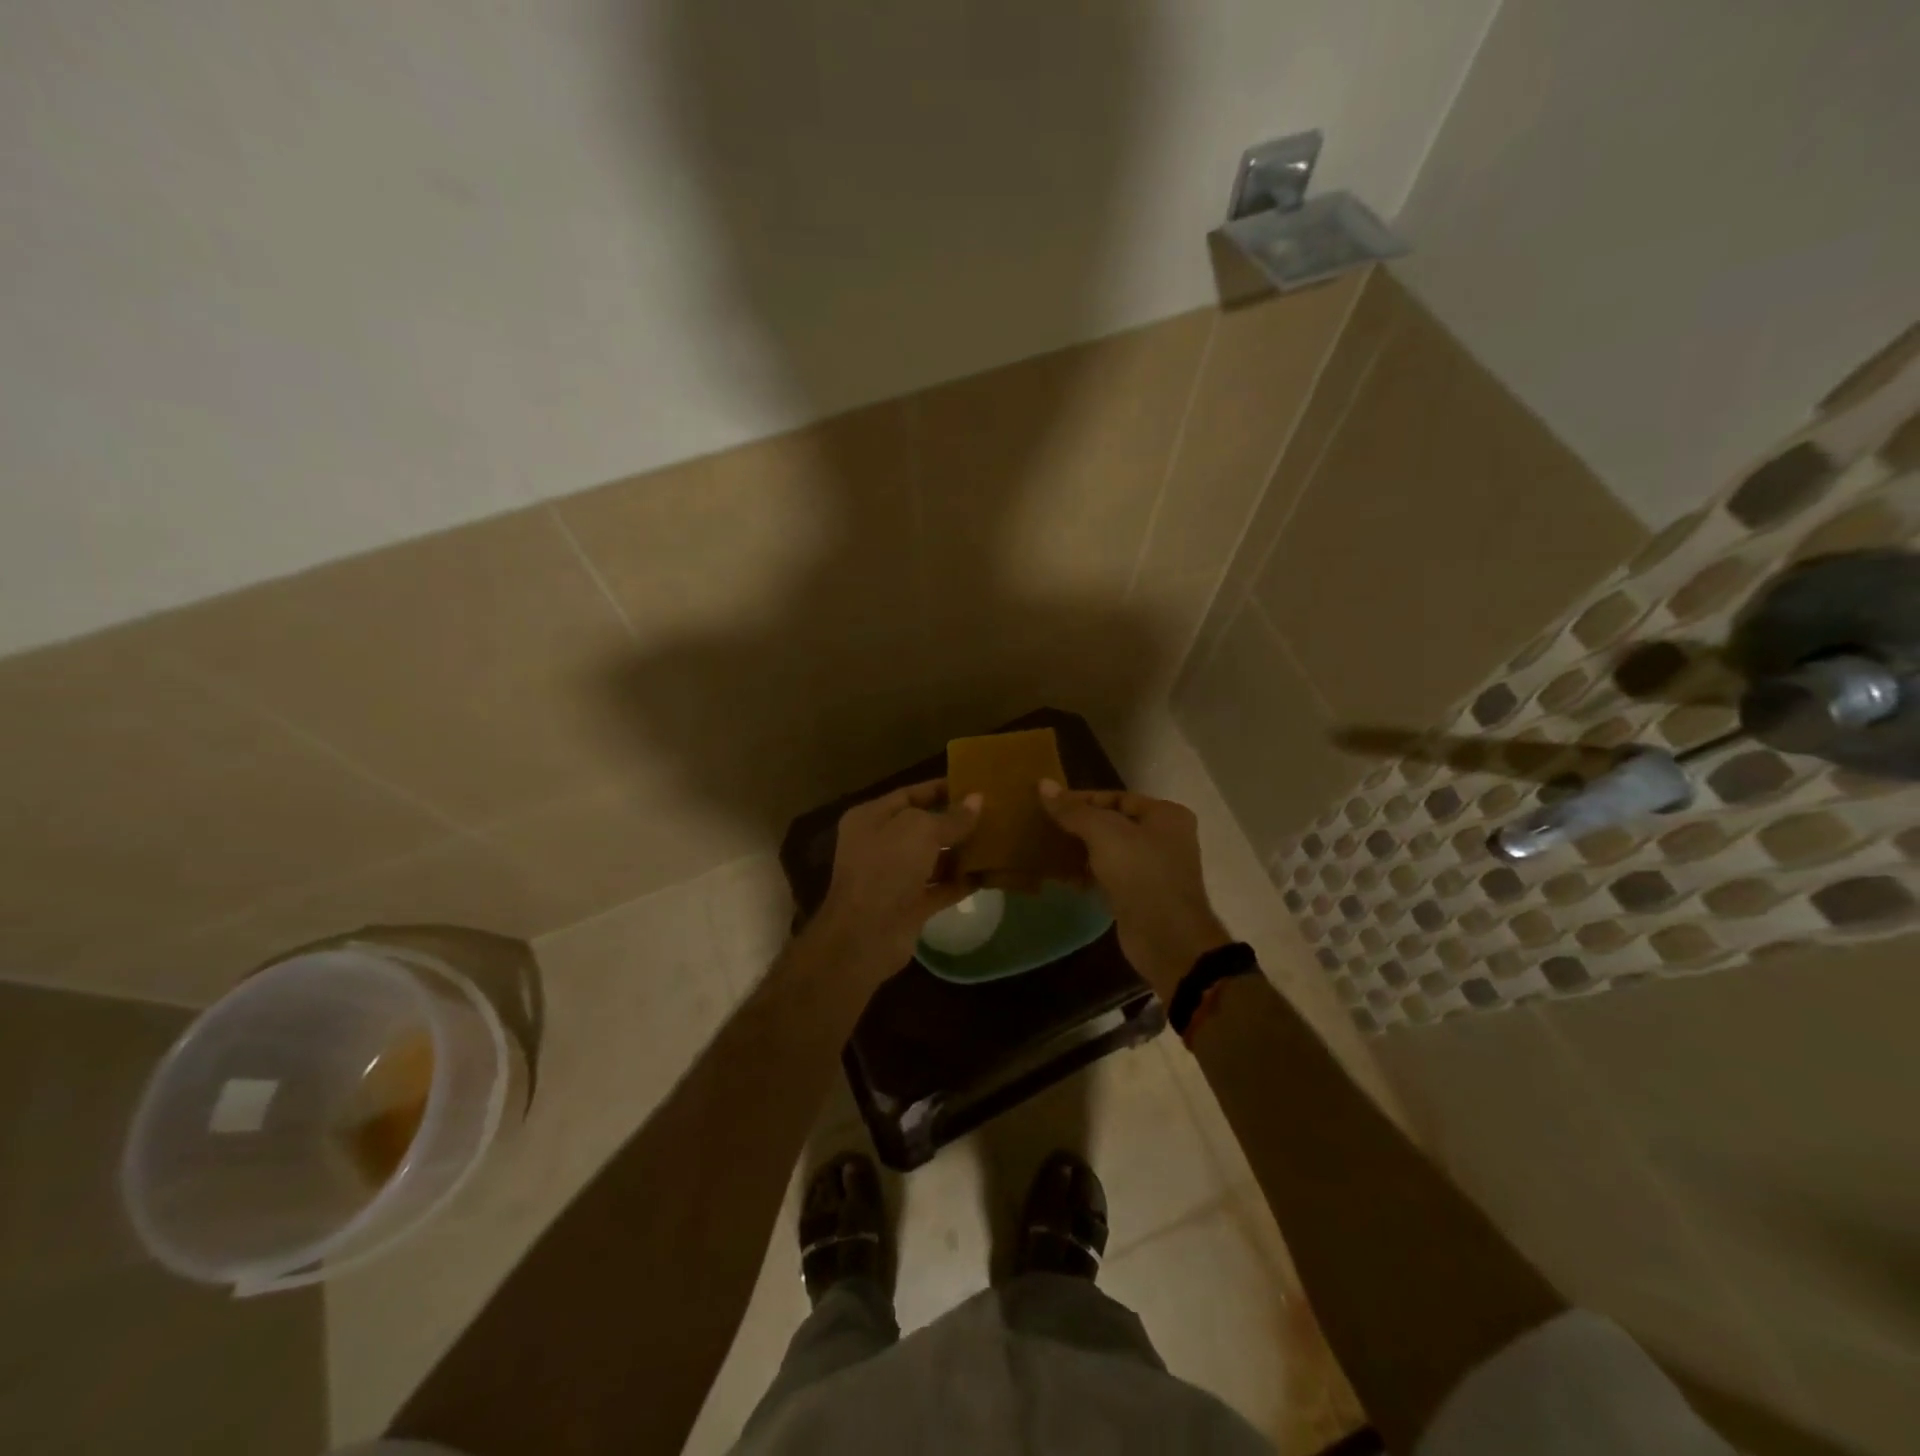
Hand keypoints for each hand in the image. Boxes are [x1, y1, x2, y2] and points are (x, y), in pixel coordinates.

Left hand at [808, 780, 982, 983]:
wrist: (865, 934)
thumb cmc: (887, 868)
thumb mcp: (921, 831)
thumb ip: (952, 817)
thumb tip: (978, 800)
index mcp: (871, 818)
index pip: (909, 795)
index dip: (940, 789)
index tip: (973, 786)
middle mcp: (879, 844)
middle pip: (922, 828)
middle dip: (954, 822)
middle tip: (992, 814)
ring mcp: (893, 877)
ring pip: (932, 859)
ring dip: (960, 852)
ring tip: (996, 841)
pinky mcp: (909, 906)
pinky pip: (940, 888)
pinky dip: (961, 882)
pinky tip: (989, 874)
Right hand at [1039, 780, 1229, 997]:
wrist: (1167, 938)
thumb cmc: (1140, 873)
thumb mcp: (1103, 833)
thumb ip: (1073, 810)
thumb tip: (1043, 783)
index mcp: (1165, 815)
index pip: (1116, 797)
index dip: (1082, 799)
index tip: (1050, 805)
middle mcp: (1164, 838)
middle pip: (1113, 823)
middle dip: (1079, 826)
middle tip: (1045, 827)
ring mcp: (1154, 868)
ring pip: (1110, 851)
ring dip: (1081, 851)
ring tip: (1048, 850)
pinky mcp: (1141, 895)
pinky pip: (1109, 876)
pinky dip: (1088, 874)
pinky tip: (1063, 878)